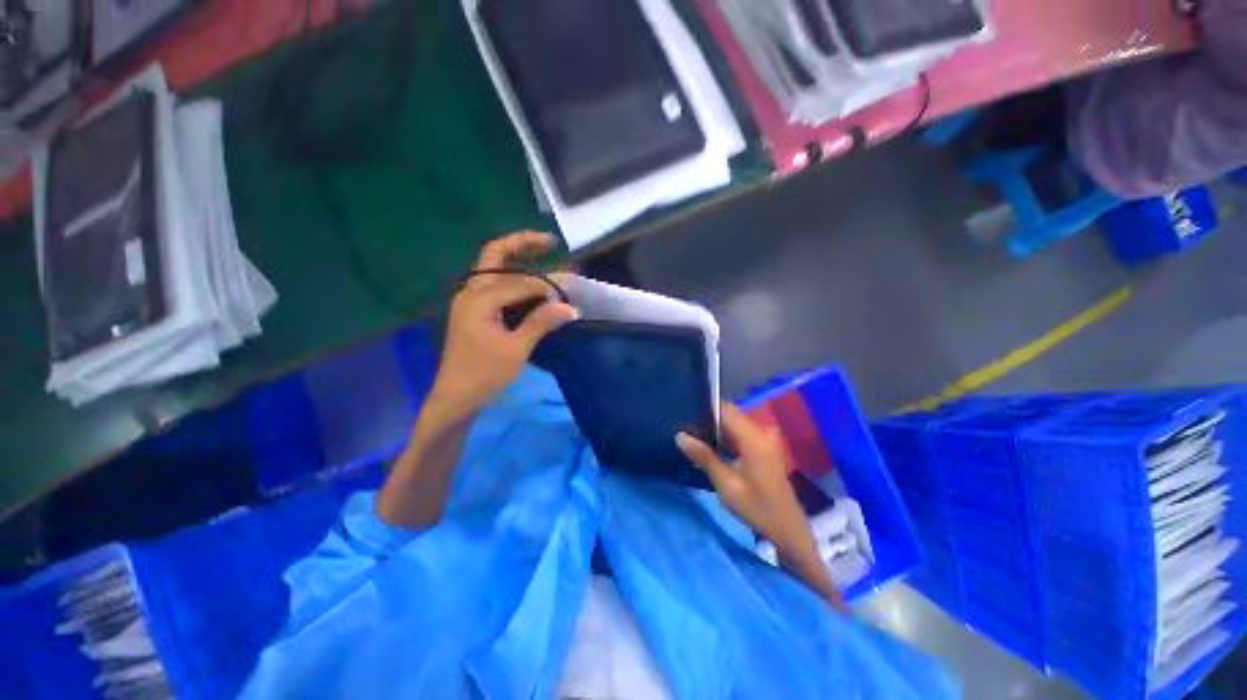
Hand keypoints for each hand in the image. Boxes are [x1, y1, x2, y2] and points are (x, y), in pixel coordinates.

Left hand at [428, 232, 577, 422]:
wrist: (456, 397)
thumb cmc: (484, 375)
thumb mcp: (516, 350)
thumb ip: (540, 323)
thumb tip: (570, 307)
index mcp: (479, 300)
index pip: (520, 282)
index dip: (546, 286)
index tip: (568, 292)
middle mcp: (471, 292)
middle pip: (495, 256)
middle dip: (522, 244)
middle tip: (550, 242)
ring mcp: (470, 300)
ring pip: (494, 268)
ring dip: (517, 258)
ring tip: (543, 253)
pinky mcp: (474, 310)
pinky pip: (494, 284)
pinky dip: (513, 277)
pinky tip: (530, 282)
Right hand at [678, 404, 841, 606]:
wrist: (787, 529)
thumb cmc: (757, 508)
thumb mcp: (726, 484)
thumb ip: (704, 456)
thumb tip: (680, 435)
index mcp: (754, 438)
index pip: (725, 409)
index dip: (704, 407)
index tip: (684, 410)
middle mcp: (762, 431)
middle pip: (730, 414)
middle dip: (707, 418)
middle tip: (684, 427)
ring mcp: (765, 438)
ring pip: (734, 423)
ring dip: (715, 429)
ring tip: (692, 435)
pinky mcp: (764, 446)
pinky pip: (740, 432)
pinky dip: (725, 437)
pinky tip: (710, 446)